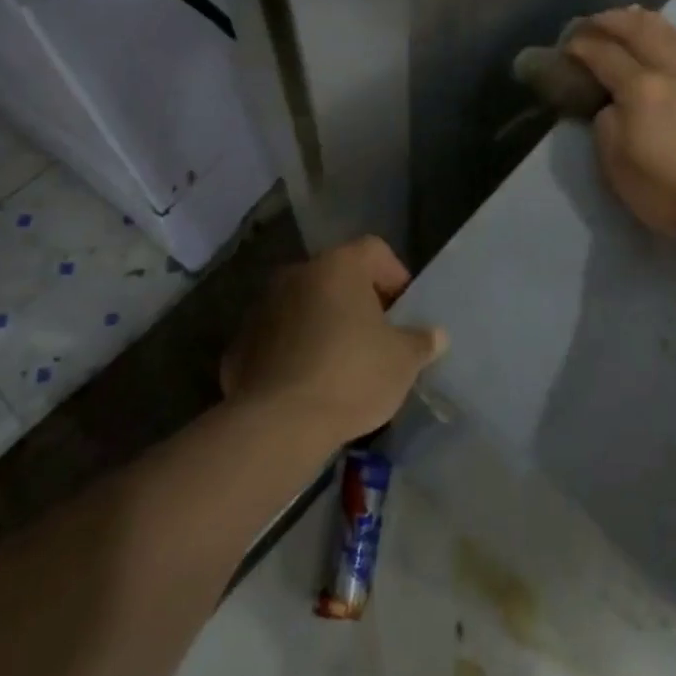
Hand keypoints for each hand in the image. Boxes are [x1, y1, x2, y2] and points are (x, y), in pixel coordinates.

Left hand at [221, 237, 445, 448]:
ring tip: (341, 367)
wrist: (277, 424)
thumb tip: (436, 335)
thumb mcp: (403, 361)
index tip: (404, 314)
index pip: (374, 250)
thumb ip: (422, 341)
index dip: (395, 277)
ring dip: (323, 326)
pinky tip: (307, 386)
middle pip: (337, 278)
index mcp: (338, 266)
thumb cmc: (351, 376)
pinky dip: (294, 352)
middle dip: (358, 304)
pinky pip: (278, 339)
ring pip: (305, 307)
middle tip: (377, 340)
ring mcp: (262, 307)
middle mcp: (297, 274)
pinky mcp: (240, 344)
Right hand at [564, 6, 675, 246]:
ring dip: (641, 20)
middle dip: (610, 21)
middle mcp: (672, 69)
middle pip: (638, 29)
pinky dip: (668, 33)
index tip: (567, 45)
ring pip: (668, 30)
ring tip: (625, 19)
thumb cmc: (666, 190)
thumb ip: (606, 124)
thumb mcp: (616, 164)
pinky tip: (663, 38)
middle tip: (591, 23)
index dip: (582, 46)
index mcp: (642, 89)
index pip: (604, 54)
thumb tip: (612, 104)